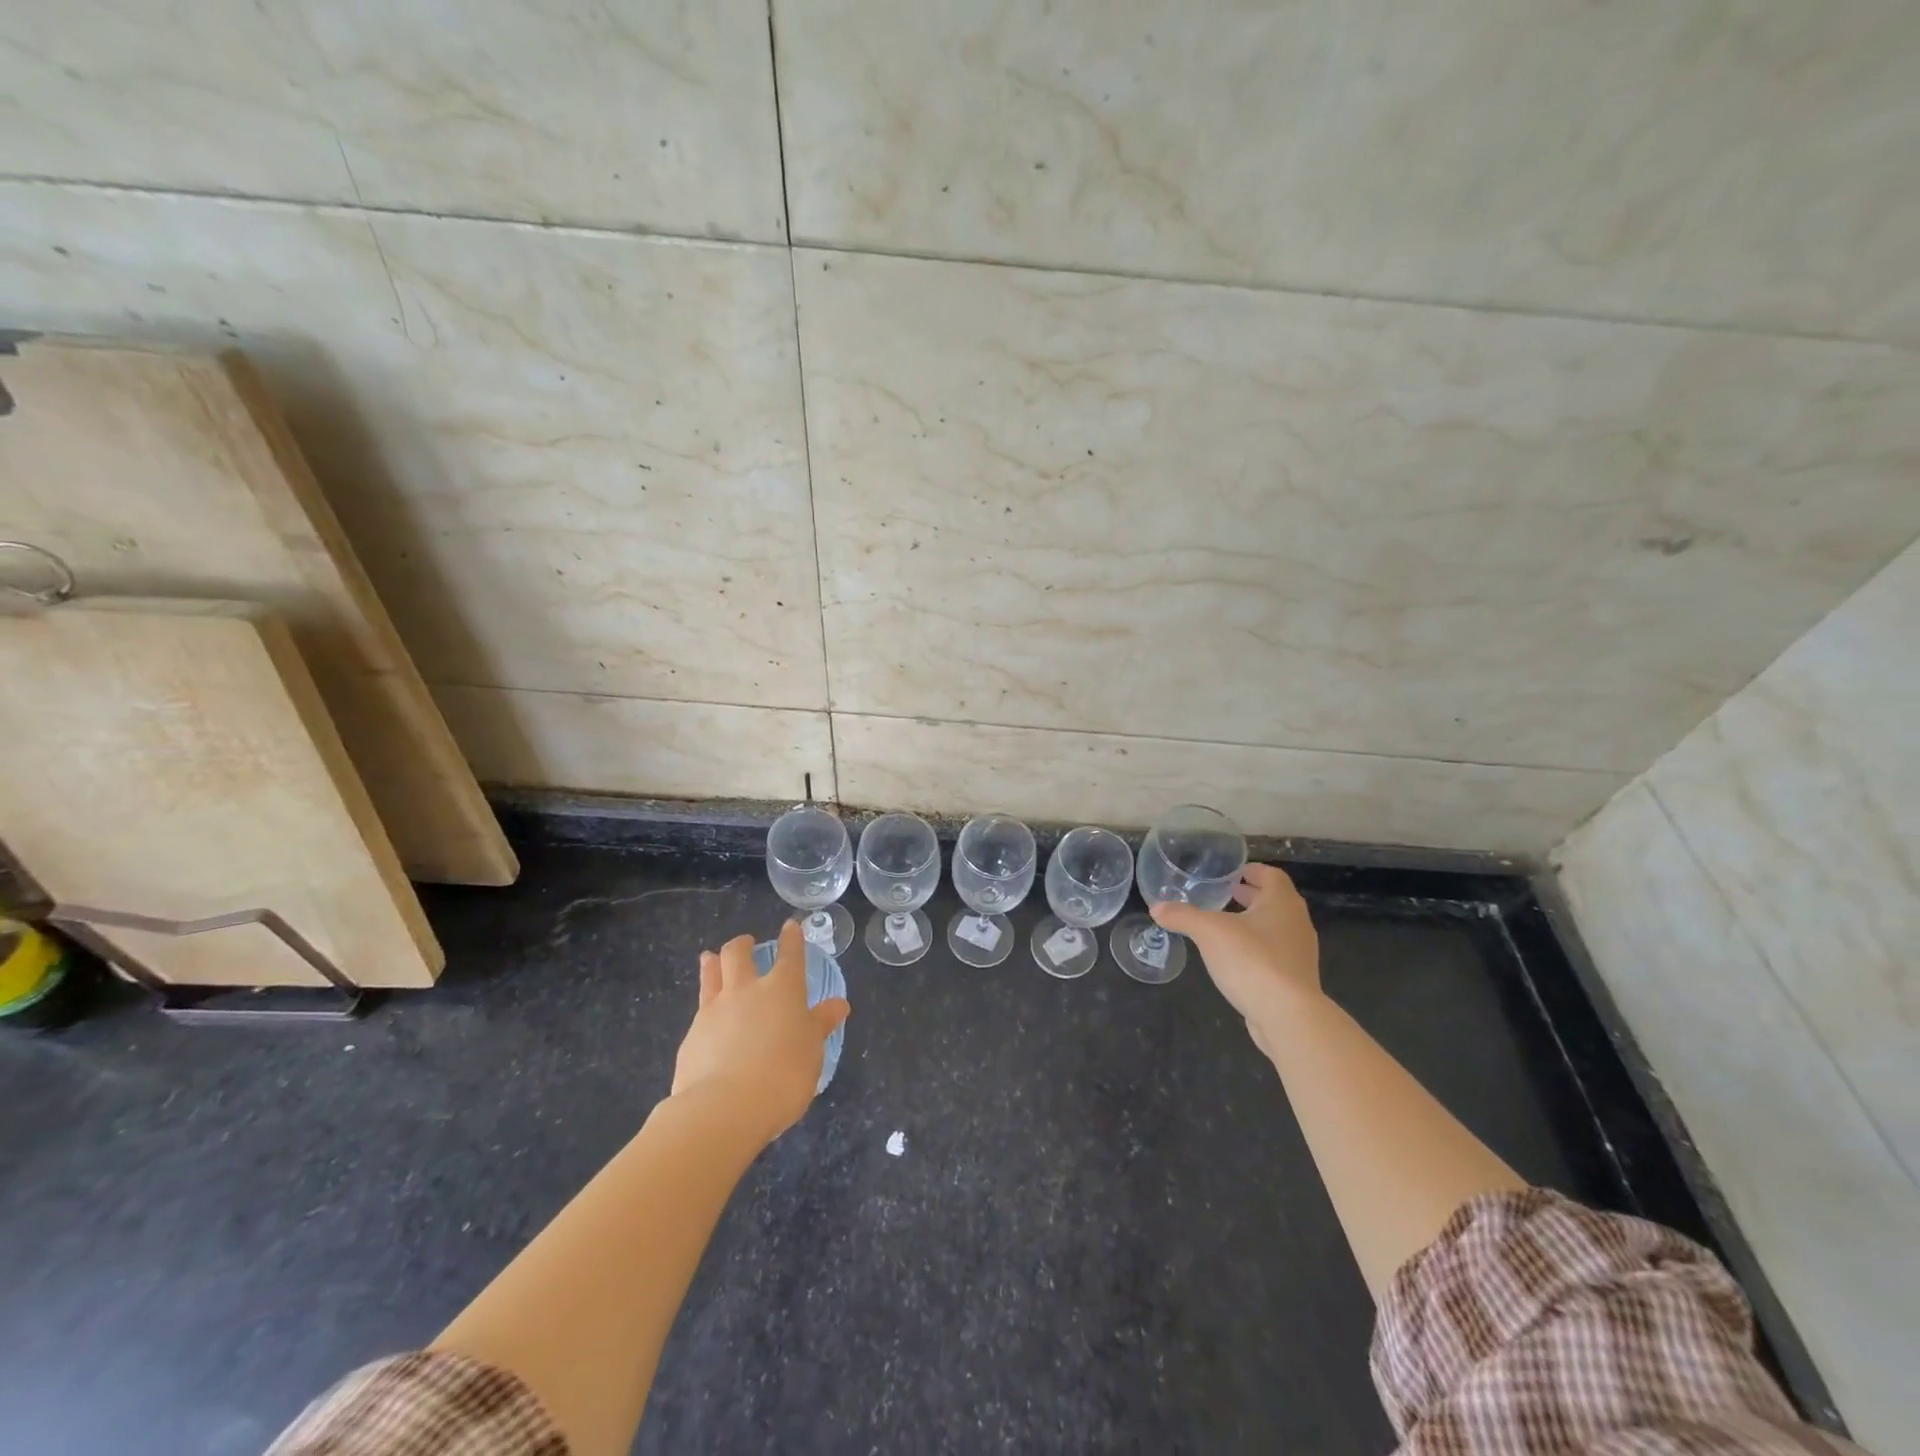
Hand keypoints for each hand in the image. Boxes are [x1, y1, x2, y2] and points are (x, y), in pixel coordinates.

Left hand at [671, 921, 849, 1143]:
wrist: (724, 1108)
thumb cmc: (783, 1076)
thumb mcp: (812, 1051)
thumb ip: (820, 1025)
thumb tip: (838, 1004)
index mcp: (783, 990)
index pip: (790, 954)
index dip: (792, 938)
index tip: (791, 926)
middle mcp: (747, 990)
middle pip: (738, 953)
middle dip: (743, 944)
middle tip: (747, 943)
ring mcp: (714, 1010)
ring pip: (711, 973)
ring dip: (714, 962)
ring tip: (712, 958)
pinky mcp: (692, 1035)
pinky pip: (700, 1008)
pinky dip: (706, 1005)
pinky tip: (707, 1018)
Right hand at [1151, 864, 1320, 1045]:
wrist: (1288, 1016)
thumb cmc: (1252, 961)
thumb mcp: (1209, 932)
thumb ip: (1183, 916)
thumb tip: (1156, 908)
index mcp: (1282, 903)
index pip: (1272, 875)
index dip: (1252, 870)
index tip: (1232, 873)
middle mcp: (1296, 923)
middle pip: (1275, 901)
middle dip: (1251, 896)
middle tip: (1225, 894)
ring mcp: (1299, 953)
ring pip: (1276, 928)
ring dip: (1253, 922)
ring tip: (1225, 925)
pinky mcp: (1295, 979)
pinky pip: (1275, 953)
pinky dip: (1256, 947)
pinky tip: (1234, 958)